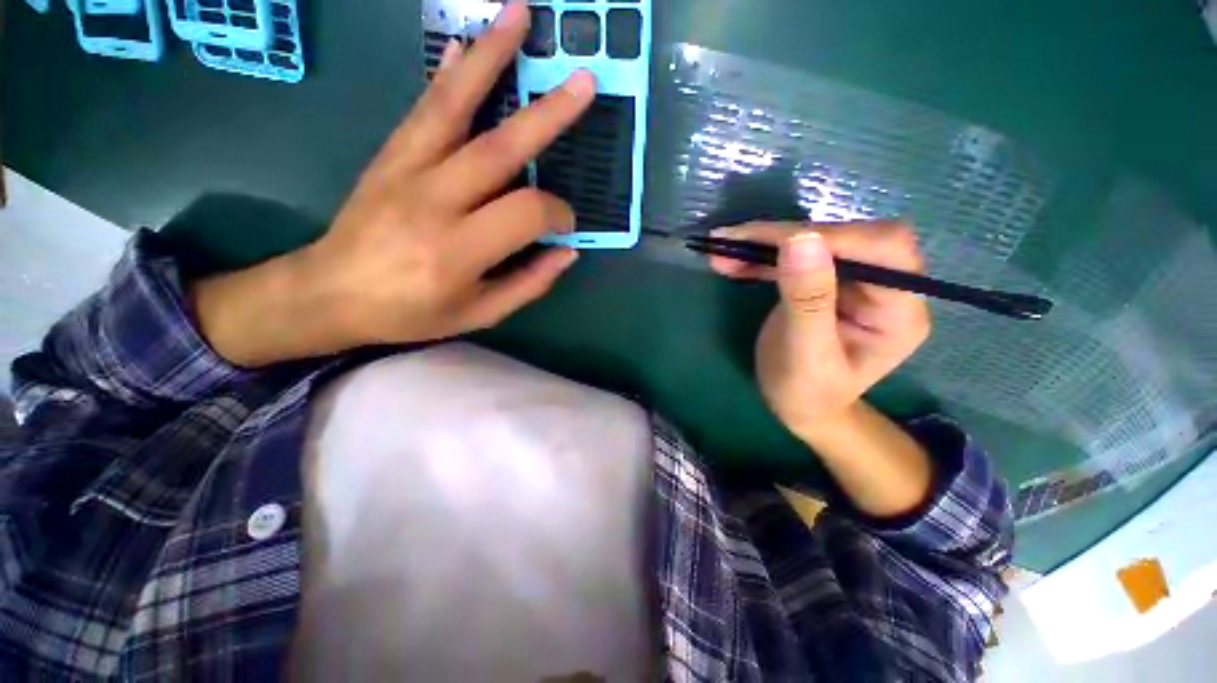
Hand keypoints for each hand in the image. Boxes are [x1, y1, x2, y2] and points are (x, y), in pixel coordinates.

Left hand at [194, 1, 595, 365]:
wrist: (330, 293)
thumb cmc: (411, 312)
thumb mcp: (479, 314)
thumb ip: (528, 283)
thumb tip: (567, 251)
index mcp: (459, 251)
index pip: (527, 213)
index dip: (558, 214)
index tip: (566, 223)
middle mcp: (434, 202)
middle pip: (499, 148)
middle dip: (548, 114)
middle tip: (583, 82)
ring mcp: (406, 170)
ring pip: (454, 106)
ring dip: (490, 58)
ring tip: (519, 16)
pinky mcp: (389, 156)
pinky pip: (422, 108)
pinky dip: (448, 74)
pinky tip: (465, 48)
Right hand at [708, 221, 931, 440]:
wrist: (801, 408)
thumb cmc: (806, 393)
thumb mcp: (804, 355)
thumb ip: (807, 300)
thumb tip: (801, 239)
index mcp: (898, 311)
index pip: (882, 249)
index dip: (830, 237)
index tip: (771, 243)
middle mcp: (885, 287)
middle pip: (845, 238)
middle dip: (784, 237)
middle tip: (729, 243)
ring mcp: (854, 281)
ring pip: (814, 243)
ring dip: (764, 244)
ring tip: (720, 250)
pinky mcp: (826, 280)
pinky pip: (795, 256)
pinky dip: (760, 256)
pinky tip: (730, 260)